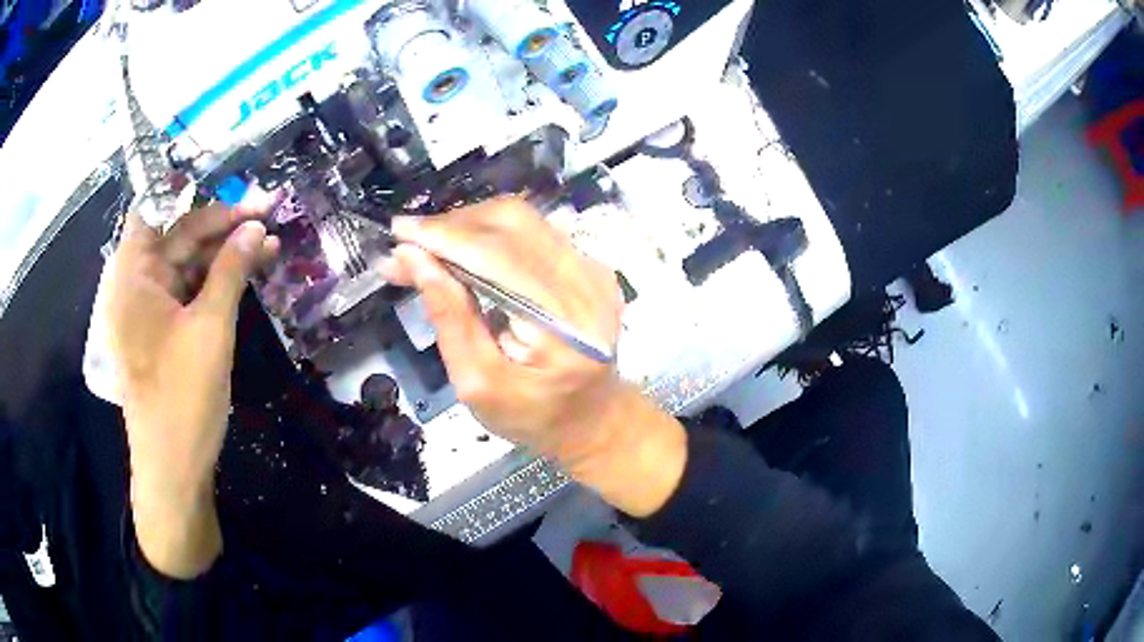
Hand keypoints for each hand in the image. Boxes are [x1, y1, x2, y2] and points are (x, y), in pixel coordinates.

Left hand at [107, 199, 277, 576]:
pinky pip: (187, 293)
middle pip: (176, 236)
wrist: (173, 469)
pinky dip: (214, 283)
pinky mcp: (162, 333)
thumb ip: (231, 271)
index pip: (157, 209)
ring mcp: (148, 311)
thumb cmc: (183, 398)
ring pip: (185, 265)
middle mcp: (136, 285)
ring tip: (267, 245)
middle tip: (266, 215)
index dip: (192, 193)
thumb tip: (256, 227)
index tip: (233, 186)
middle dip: (220, 224)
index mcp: (133, 275)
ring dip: (223, 254)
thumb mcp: (210, 328)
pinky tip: (245, 277)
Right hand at [381, 197, 685, 515]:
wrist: (593, 418)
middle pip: (511, 223)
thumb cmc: (532, 415)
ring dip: (467, 227)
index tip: (399, 233)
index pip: (497, 255)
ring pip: (520, 220)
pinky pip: (533, 232)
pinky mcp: (590, 265)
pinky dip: (490, 236)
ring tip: (430, 251)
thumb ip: (448, 318)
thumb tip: (413, 258)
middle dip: (451, 228)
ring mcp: (594, 269)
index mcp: (562, 324)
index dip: (444, 236)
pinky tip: (464, 254)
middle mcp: (587, 283)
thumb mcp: (477, 383)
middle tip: (408, 248)